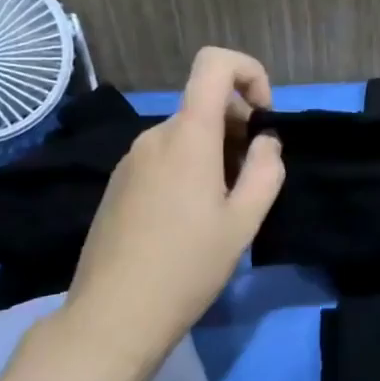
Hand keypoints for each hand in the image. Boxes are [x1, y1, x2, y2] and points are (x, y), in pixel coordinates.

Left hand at [62, 47, 284, 353]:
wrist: (114, 316)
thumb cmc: (188, 267)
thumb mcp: (244, 222)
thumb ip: (265, 171)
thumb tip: (265, 142)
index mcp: (188, 137)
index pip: (214, 64)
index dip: (249, 73)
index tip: (263, 117)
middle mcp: (155, 136)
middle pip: (205, 104)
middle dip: (239, 128)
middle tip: (251, 182)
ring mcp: (131, 160)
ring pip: (186, 134)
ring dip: (216, 154)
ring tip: (223, 208)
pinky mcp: (119, 184)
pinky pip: (165, 157)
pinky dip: (190, 169)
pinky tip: (191, 220)